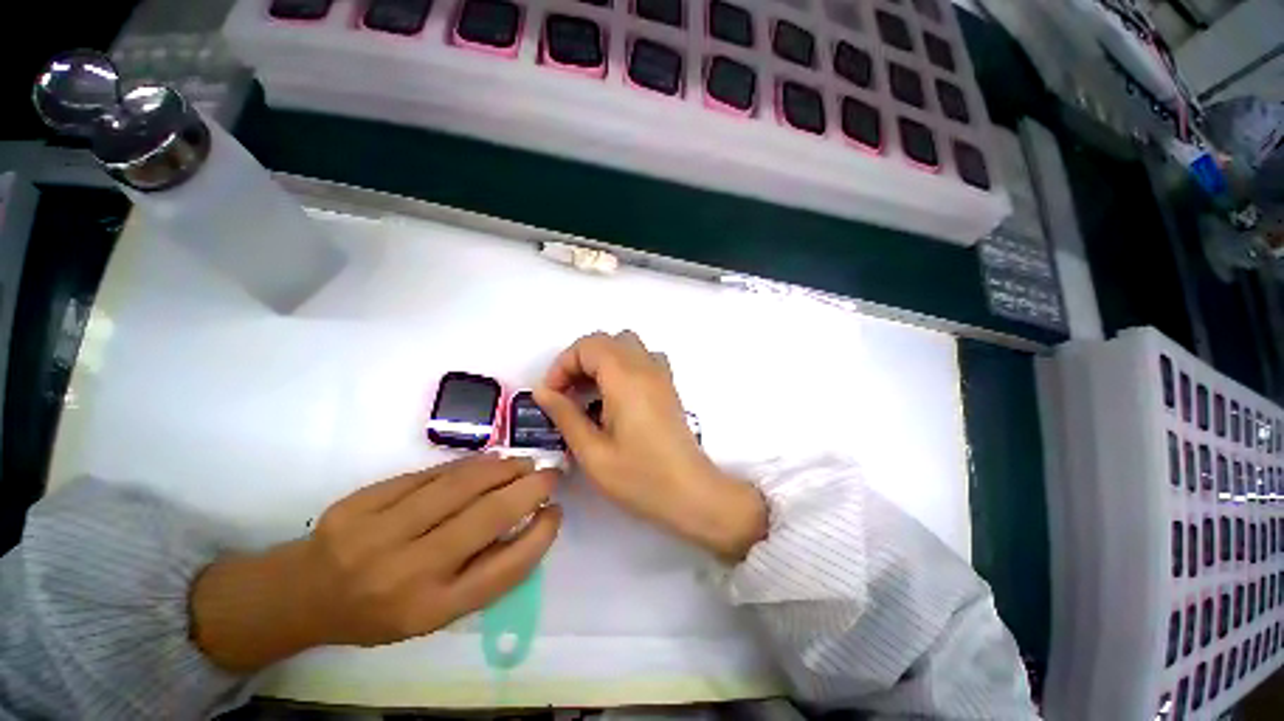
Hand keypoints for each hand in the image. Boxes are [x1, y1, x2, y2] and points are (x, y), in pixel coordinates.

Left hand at [191, 456, 560, 671]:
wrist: (303, 594)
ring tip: (523, 462)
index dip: (539, 536)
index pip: (503, 570)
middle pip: (487, 519)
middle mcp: (407, 573)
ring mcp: (379, 532)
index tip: (556, 512)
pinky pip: (429, 474)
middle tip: (551, 474)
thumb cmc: (380, 611)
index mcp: (429, 610)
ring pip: (460, 486)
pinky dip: (468, 465)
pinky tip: (487, 461)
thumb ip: (482, 571)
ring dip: (503, 469)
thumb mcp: (434, 612)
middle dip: (529, 489)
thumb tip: (529, 521)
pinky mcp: (362, 501)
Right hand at [534, 331, 766, 561]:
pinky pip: (644, 358)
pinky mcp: (668, 387)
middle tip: (567, 394)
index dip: (562, 365)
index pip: (587, 346)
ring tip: (590, 394)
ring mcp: (661, 375)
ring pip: (626, 345)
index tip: (552, 395)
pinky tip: (618, 397)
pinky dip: (624, 366)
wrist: (691, 493)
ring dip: (603, 361)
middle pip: (606, 341)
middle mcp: (645, 367)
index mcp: (625, 378)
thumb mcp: (592, 452)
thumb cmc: (640, 477)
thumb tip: (544, 392)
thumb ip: (565, 415)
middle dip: (579, 361)